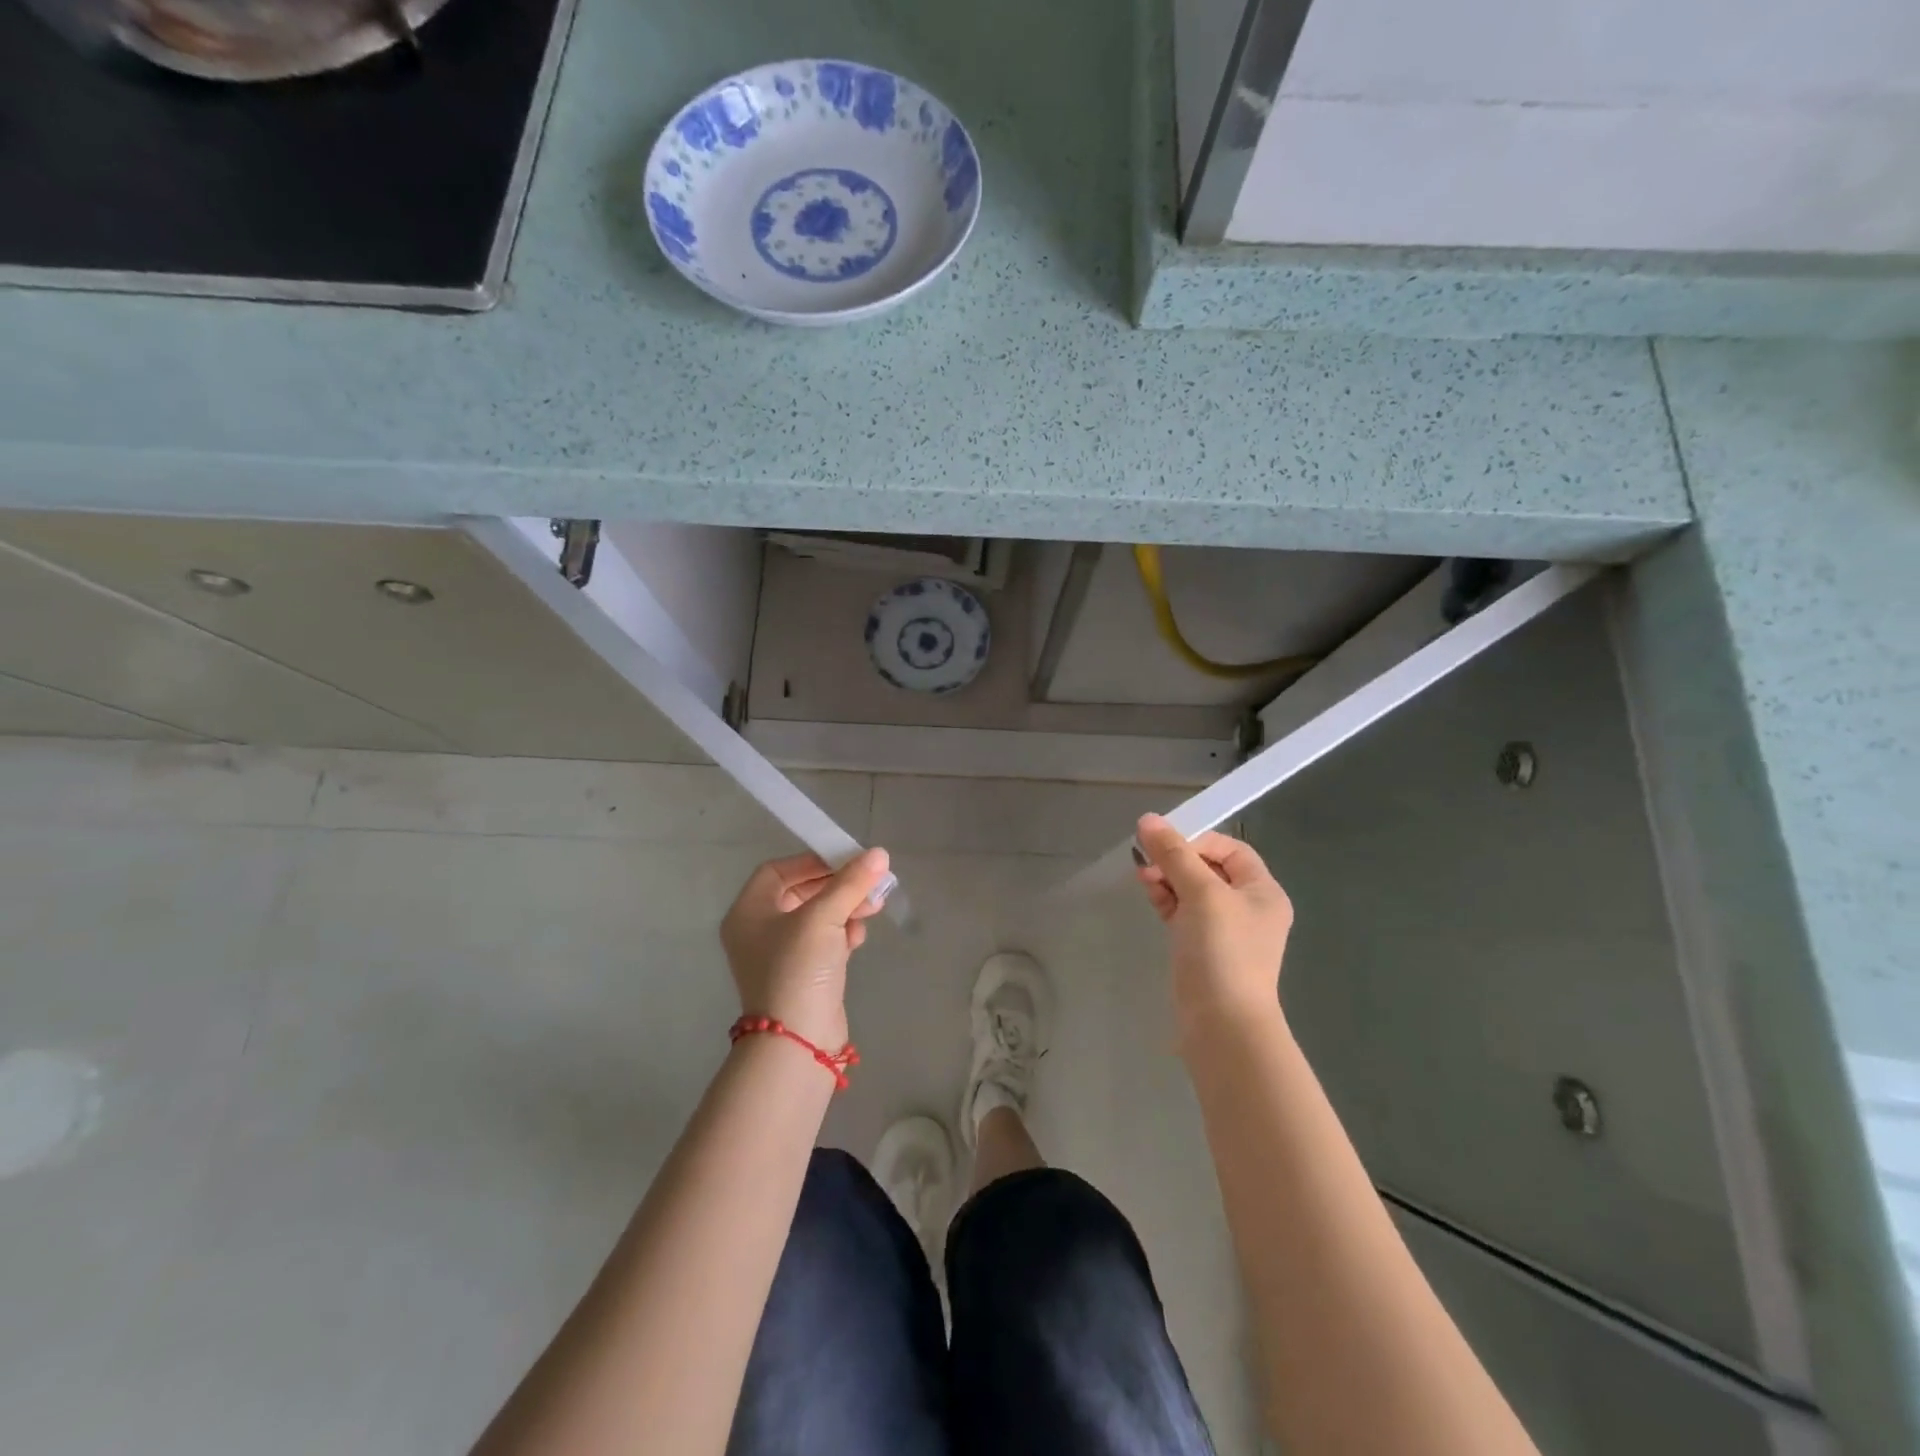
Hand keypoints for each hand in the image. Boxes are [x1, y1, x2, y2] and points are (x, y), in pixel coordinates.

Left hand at [719, 849, 891, 1049]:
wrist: (797, 1042)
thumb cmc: (798, 968)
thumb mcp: (823, 917)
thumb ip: (850, 882)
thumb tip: (878, 853)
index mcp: (749, 911)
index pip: (779, 870)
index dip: (813, 861)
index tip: (847, 861)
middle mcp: (759, 930)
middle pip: (801, 892)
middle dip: (838, 886)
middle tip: (869, 884)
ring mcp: (781, 955)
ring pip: (818, 916)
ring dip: (846, 908)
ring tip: (873, 908)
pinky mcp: (803, 974)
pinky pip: (825, 941)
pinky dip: (843, 933)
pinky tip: (859, 936)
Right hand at [1135, 814, 1292, 1042]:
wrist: (1222, 1025)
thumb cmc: (1222, 951)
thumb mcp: (1201, 894)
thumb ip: (1174, 854)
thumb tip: (1148, 819)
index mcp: (1262, 891)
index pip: (1230, 849)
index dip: (1198, 840)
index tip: (1166, 845)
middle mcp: (1248, 908)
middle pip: (1209, 868)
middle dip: (1177, 860)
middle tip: (1147, 862)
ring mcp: (1225, 931)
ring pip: (1192, 890)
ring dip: (1168, 878)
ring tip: (1144, 879)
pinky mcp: (1202, 949)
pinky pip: (1183, 913)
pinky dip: (1167, 900)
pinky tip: (1150, 895)